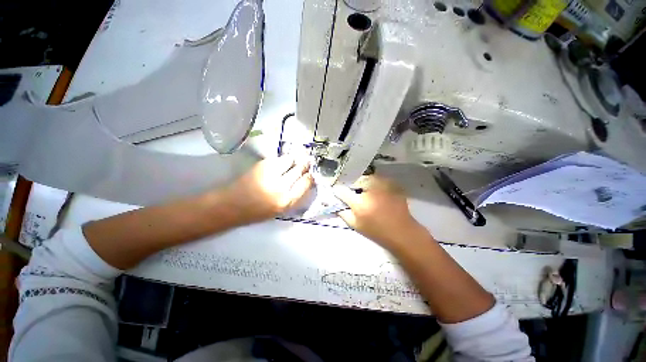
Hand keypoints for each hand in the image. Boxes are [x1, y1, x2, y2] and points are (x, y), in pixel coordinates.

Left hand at [222, 156, 312, 224]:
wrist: (231, 205)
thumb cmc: (257, 211)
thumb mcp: (281, 209)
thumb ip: (294, 195)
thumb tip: (305, 180)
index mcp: (286, 201)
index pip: (305, 183)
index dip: (309, 177)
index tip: (310, 174)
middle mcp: (280, 187)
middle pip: (299, 170)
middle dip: (304, 165)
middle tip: (307, 161)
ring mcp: (270, 174)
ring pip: (289, 160)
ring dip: (294, 160)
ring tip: (294, 161)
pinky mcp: (261, 165)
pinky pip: (278, 159)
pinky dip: (282, 160)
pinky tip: (281, 163)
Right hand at [333, 176, 423, 247]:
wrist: (401, 231)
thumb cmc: (376, 231)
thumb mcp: (355, 225)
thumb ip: (342, 212)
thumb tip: (334, 203)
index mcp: (359, 203)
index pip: (342, 191)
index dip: (339, 191)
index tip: (339, 193)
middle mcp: (370, 190)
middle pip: (355, 181)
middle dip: (353, 186)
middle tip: (356, 194)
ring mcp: (382, 185)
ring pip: (367, 178)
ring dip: (364, 183)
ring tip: (368, 192)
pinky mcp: (392, 184)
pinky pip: (378, 179)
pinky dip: (375, 183)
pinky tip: (378, 192)